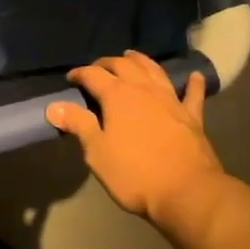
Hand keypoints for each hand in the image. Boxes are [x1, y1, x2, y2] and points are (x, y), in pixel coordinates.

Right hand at [46, 51, 237, 237]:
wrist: (187, 192)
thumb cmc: (135, 173)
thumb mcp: (97, 152)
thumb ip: (78, 124)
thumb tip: (54, 106)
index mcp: (117, 96)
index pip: (93, 75)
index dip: (80, 74)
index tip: (70, 79)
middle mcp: (144, 90)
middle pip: (123, 65)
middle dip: (107, 63)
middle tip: (97, 68)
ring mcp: (170, 100)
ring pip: (154, 71)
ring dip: (141, 61)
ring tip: (131, 56)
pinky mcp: (192, 117)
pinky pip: (193, 94)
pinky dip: (193, 84)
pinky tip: (195, 77)